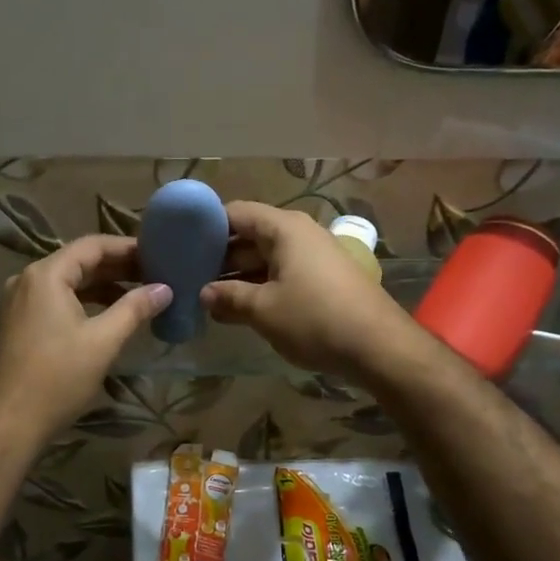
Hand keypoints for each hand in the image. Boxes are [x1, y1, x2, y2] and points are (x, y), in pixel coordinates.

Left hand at [0, 235, 171, 449]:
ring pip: (66, 283)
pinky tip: (107, 316)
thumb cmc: (58, 378)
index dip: (127, 247)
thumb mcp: (103, 341)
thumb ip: (135, 309)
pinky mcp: (17, 324)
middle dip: (117, 267)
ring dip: (101, 286)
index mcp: (46, 275)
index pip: (92, 246)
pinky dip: (82, 302)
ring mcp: (18, 303)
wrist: (9, 424)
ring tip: (138, 295)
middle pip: (78, 262)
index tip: (157, 254)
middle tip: (154, 274)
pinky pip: (55, 301)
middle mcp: (27, 280)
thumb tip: (164, 289)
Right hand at [200, 202, 413, 379]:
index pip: (235, 213)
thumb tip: (203, 294)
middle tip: (187, 276)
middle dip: (219, 256)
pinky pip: (282, 273)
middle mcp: (299, 234)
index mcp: (284, 228)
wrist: (380, 347)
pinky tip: (238, 308)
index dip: (206, 226)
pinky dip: (259, 286)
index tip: (179, 245)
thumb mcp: (263, 310)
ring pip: (265, 257)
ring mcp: (313, 256)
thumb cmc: (315, 319)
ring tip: (205, 296)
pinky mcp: (323, 279)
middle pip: (249, 235)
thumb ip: (228, 297)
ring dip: (237, 275)